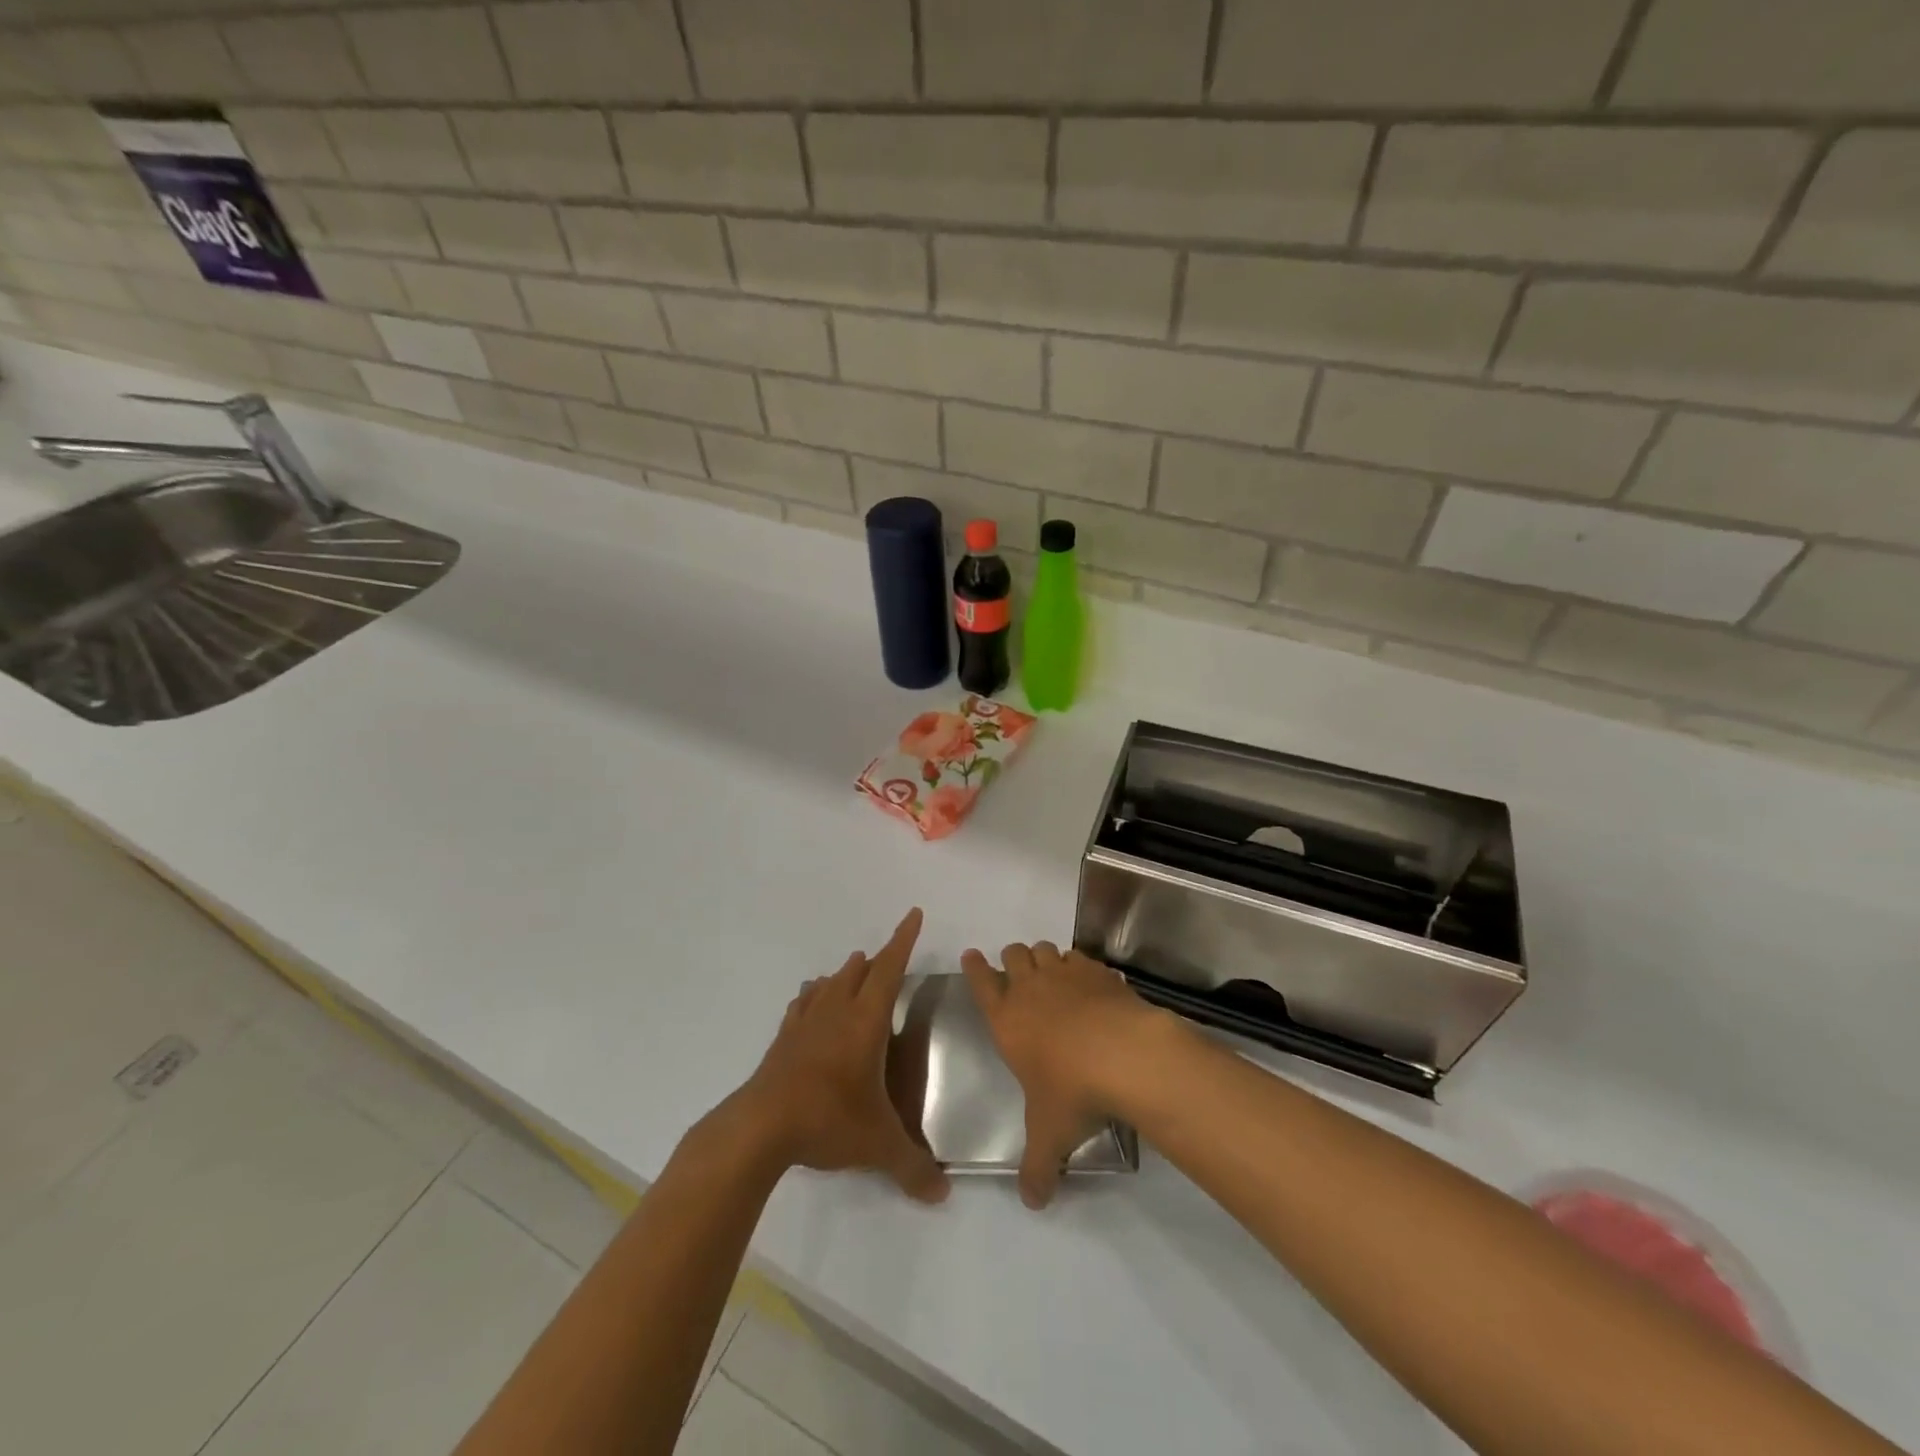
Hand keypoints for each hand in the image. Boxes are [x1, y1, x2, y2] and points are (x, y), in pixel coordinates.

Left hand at [733, 908, 947, 1204]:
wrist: (761, 1127)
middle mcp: (837, 1012)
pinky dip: (812, 998)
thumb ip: (913, 1167)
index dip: (904, 940)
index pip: (890, 969)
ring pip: (829, 984)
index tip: (913, 913)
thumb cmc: (828, 1120)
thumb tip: (943, 1195)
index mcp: (866, 1021)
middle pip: (860, 971)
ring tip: (854, 970)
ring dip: (845, 974)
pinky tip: (810, 1002)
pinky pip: (801, 1006)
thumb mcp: (878, 1145)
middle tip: (888, 957)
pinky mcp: (783, 1040)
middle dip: (877, 960)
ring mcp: (805, 1023)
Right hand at [960, 941, 1166, 1209]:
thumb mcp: (1049, 1136)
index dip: (974, 967)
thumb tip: (1032, 1203)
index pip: (981, 983)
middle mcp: (1031, 988)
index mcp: (1006, 1019)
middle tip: (1017, 971)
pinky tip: (1088, 982)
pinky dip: (1079, 964)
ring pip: (1045, 950)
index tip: (971, 955)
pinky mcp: (1097, 971)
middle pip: (1013, 955)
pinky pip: (1080, 957)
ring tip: (1051, 973)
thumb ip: (1037, 1168)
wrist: (1124, 1055)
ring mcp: (1065, 975)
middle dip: (1012, 959)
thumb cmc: (1072, 1092)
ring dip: (1043, 958)